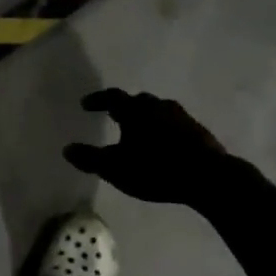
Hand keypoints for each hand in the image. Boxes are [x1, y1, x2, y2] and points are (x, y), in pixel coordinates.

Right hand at [64, 89, 231, 204]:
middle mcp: (159, 106)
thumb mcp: (115, 168)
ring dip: (147, 118)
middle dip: (125, 108)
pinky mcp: (199, 131)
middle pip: (138, 101)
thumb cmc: (155, 169)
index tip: (85, 105)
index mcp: (136, 111)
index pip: (112, 98)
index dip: (97, 100)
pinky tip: (163, 145)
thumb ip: (90, 158)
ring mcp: (182, 117)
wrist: (207, 176)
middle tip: (115, 118)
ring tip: (139, 133)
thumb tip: (67, 149)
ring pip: (159, 111)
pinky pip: (175, 124)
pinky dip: (164, 130)